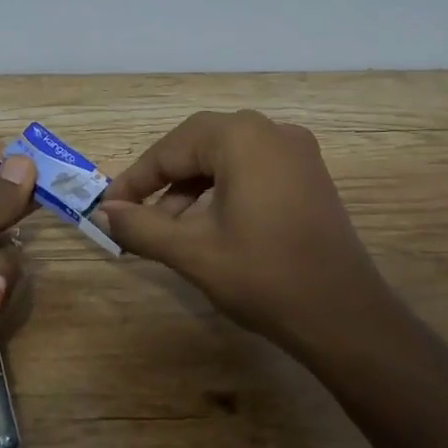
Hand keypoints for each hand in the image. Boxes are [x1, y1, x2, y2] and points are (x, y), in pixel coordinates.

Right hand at [97, 110, 385, 350]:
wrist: (345, 317)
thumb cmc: (264, 277)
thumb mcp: (193, 251)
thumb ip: (141, 226)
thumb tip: (102, 213)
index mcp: (241, 137)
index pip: (171, 148)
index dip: (136, 179)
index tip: (108, 208)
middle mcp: (271, 130)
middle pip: (198, 145)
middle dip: (163, 180)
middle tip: (136, 215)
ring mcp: (296, 151)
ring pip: (225, 157)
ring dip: (192, 188)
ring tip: (168, 229)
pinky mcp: (309, 175)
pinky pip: (252, 169)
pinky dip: (222, 190)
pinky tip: (208, 225)